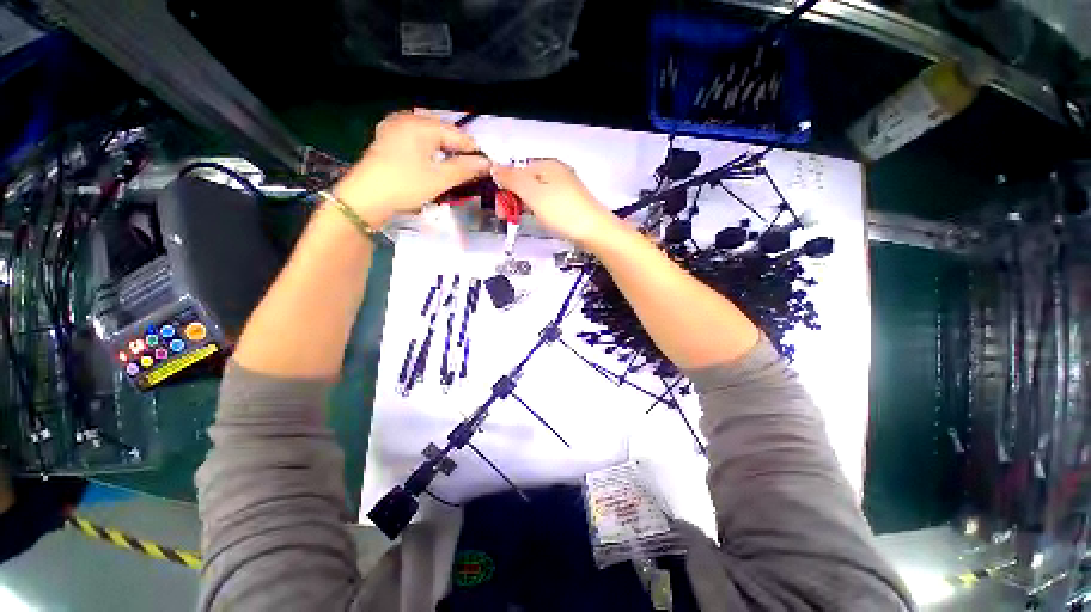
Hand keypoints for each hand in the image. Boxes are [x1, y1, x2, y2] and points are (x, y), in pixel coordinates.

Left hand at [332, 111, 490, 226]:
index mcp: (421, 125)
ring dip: (444, 149)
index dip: (473, 150)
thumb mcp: (440, 179)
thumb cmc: (405, 185)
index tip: (486, 165)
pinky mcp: (387, 138)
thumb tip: (487, 163)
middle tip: (471, 168)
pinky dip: (428, 149)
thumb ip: (465, 169)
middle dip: (458, 149)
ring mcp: (394, 127)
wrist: (365, 197)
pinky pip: (415, 138)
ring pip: (429, 135)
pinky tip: (432, 161)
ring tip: (454, 166)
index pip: (456, 134)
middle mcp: (407, 119)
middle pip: (442, 131)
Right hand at [492, 159, 621, 249]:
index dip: (504, 189)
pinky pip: (547, 204)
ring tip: (522, 220)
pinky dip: (539, 211)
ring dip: (524, 206)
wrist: (595, 232)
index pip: (516, 171)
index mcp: (547, 165)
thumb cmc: (563, 212)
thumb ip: (512, 180)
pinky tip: (540, 220)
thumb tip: (495, 168)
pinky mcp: (570, 204)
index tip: (500, 209)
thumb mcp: (533, 194)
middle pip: (526, 182)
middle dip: (513, 198)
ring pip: (536, 194)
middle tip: (508, 218)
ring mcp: (565, 189)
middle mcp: (556, 173)